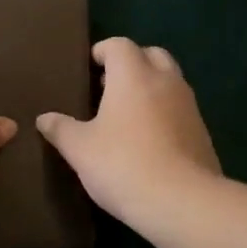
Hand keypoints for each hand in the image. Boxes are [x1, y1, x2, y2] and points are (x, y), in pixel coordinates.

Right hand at [37, 37, 221, 223]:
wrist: (182, 202)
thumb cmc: (122, 164)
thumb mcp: (80, 149)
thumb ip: (61, 129)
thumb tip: (44, 119)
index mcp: (133, 76)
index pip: (119, 45)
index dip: (102, 51)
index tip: (88, 68)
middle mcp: (165, 81)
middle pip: (151, 54)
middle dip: (131, 63)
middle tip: (108, 86)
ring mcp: (189, 106)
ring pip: (170, 81)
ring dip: (150, 87)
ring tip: (126, 114)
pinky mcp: (202, 132)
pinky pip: (180, 108)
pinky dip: (164, 112)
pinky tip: (148, 139)